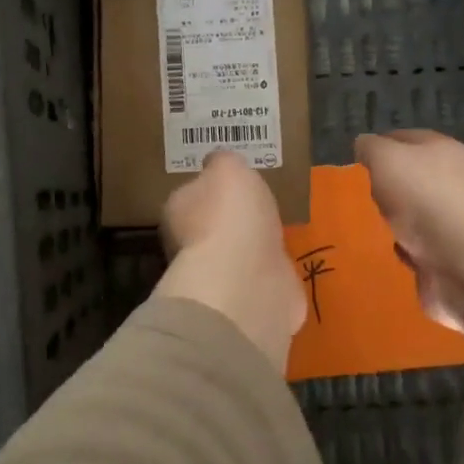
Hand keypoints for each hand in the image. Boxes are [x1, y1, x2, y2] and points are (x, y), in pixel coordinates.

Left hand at [155, 151, 305, 371]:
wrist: (246, 281)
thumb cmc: (230, 216)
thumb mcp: (228, 168)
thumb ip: (225, 162)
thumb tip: (220, 164)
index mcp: (178, 210)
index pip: (191, 195)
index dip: (211, 189)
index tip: (233, 184)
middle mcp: (190, 246)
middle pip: (212, 227)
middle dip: (233, 220)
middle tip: (259, 208)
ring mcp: (219, 277)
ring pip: (237, 255)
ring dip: (253, 248)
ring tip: (278, 233)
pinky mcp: (247, 300)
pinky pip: (260, 279)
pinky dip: (270, 273)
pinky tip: (285, 263)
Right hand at [355, 130, 463, 352]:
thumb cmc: (425, 196)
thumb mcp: (386, 158)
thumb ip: (371, 148)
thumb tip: (364, 144)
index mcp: (443, 150)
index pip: (406, 138)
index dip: (380, 145)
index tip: (356, 159)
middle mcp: (454, 181)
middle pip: (413, 177)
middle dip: (388, 186)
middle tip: (359, 194)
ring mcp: (455, 220)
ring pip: (416, 213)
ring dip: (396, 220)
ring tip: (369, 225)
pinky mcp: (451, 255)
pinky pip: (420, 247)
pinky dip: (406, 249)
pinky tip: (390, 252)